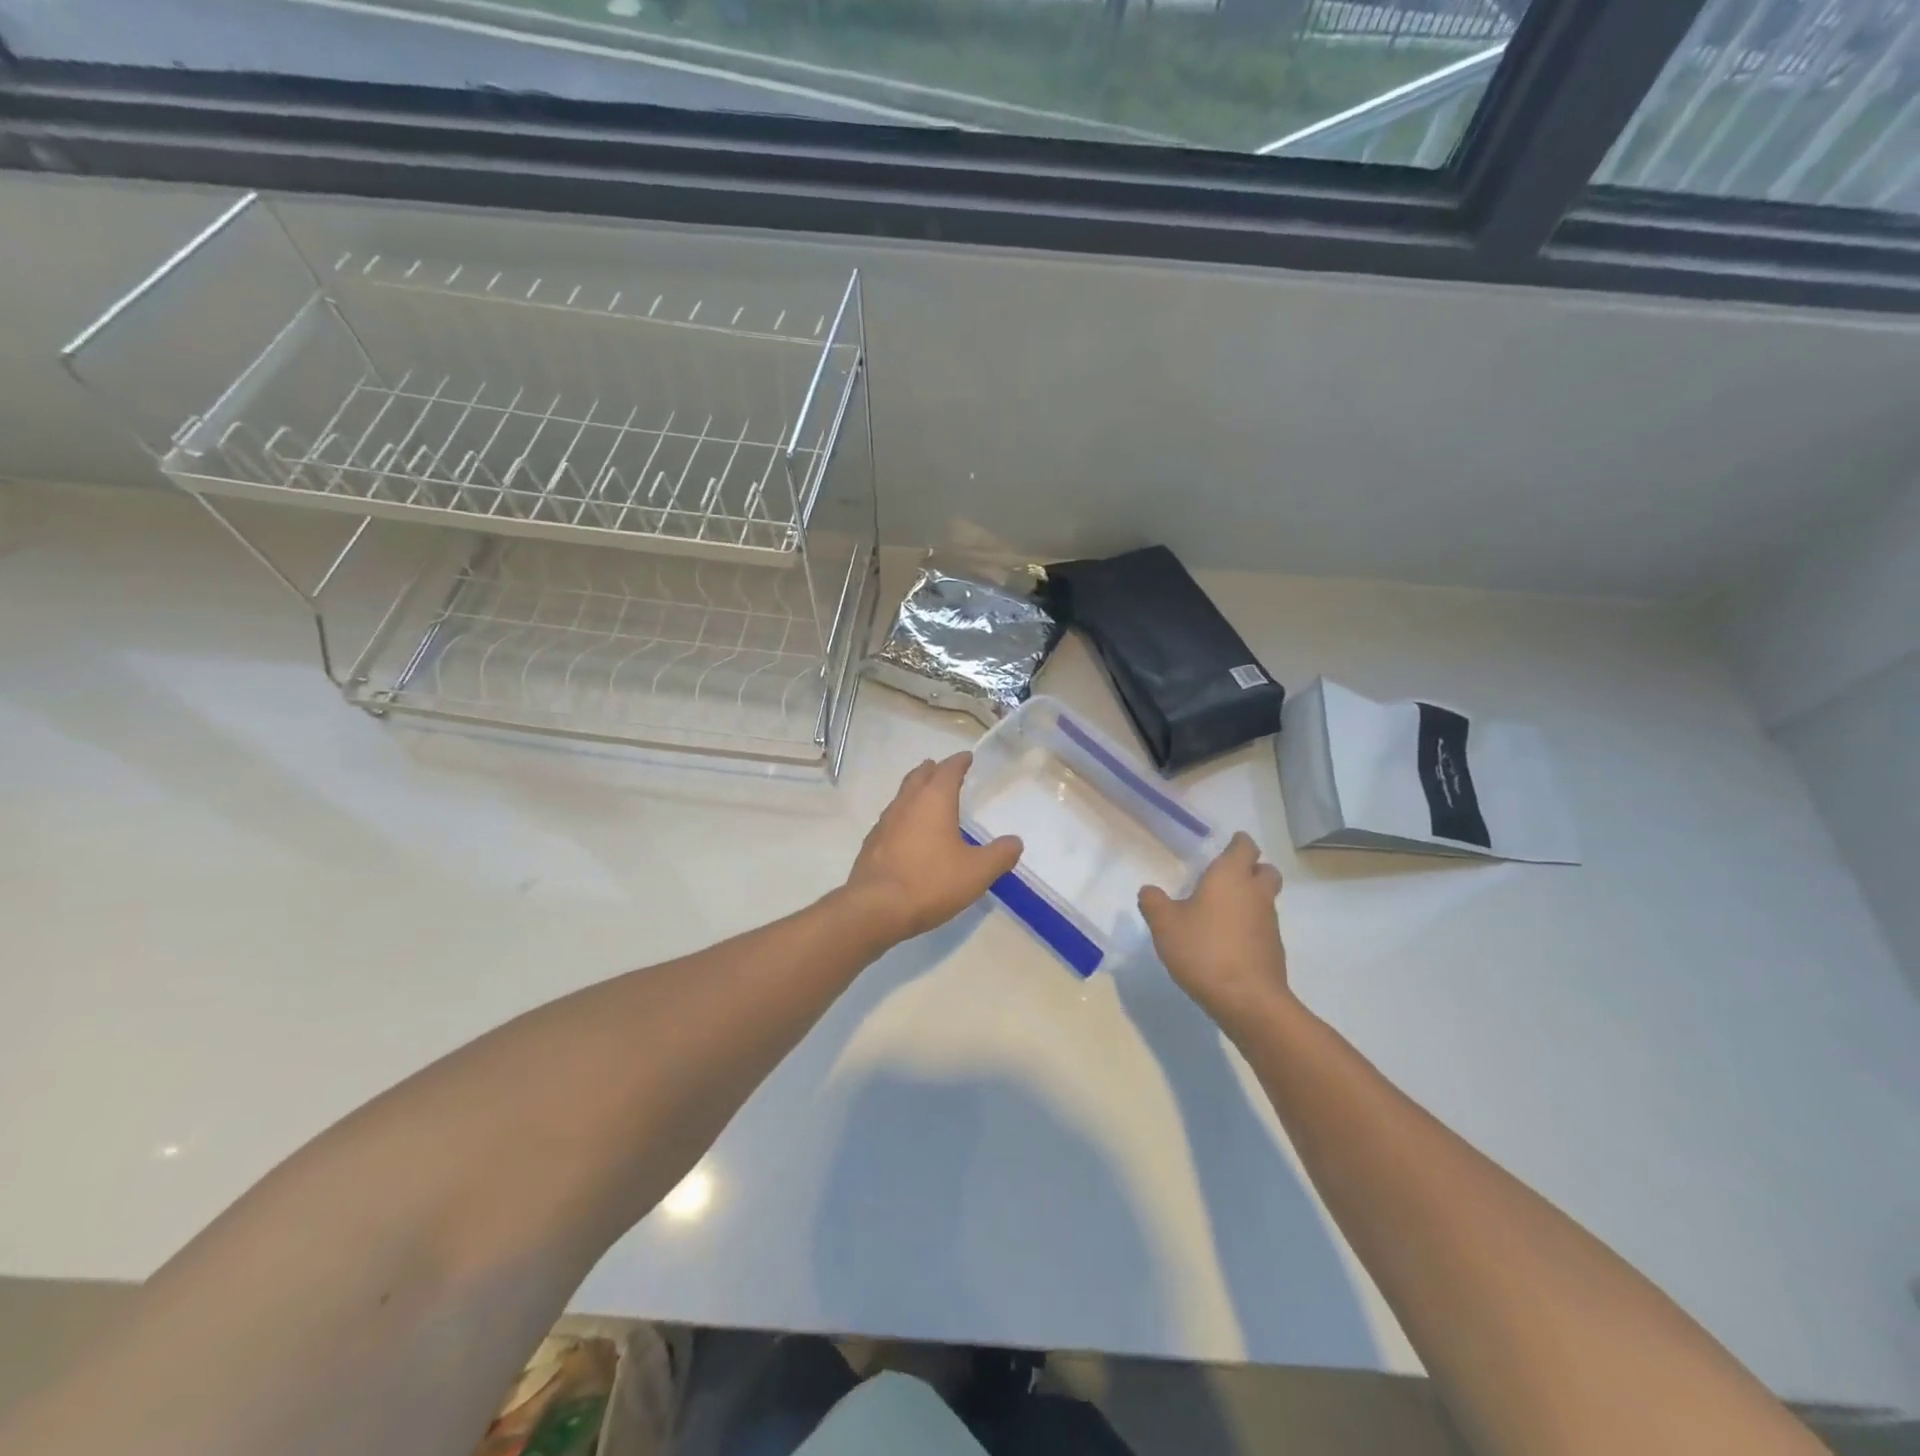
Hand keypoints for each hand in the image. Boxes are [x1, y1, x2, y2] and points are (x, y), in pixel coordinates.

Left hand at [845, 753, 1021, 943]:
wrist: (875, 908)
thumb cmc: (931, 882)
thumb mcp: (977, 872)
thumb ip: (1000, 855)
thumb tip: (1015, 842)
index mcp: (934, 800)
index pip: (948, 770)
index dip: (959, 762)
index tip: (967, 757)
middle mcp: (906, 803)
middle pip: (919, 776)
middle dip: (933, 770)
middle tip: (943, 769)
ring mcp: (885, 822)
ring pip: (902, 796)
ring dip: (916, 791)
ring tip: (927, 798)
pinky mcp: (872, 843)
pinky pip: (891, 819)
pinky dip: (904, 816)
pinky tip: (908, 833)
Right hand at [1139, 832, 1290, 1031]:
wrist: (1247, 999)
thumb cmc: (1203, 950)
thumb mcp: (1165, 924)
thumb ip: (1154, 903)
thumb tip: (1149, 891)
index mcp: (1230, 876)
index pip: (1244, 846)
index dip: (1238, 843)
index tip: (1227, 844)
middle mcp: (1255, 893)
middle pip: (1265, 870)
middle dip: (1252, 868)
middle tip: (1228, 876)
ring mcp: (1269, 922)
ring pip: (1265, 899)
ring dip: (1250, 899)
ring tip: (1220, 911)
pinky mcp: (1273, 949)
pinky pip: (1263, 926)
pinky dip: (1250, 926)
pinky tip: (1227, 941)